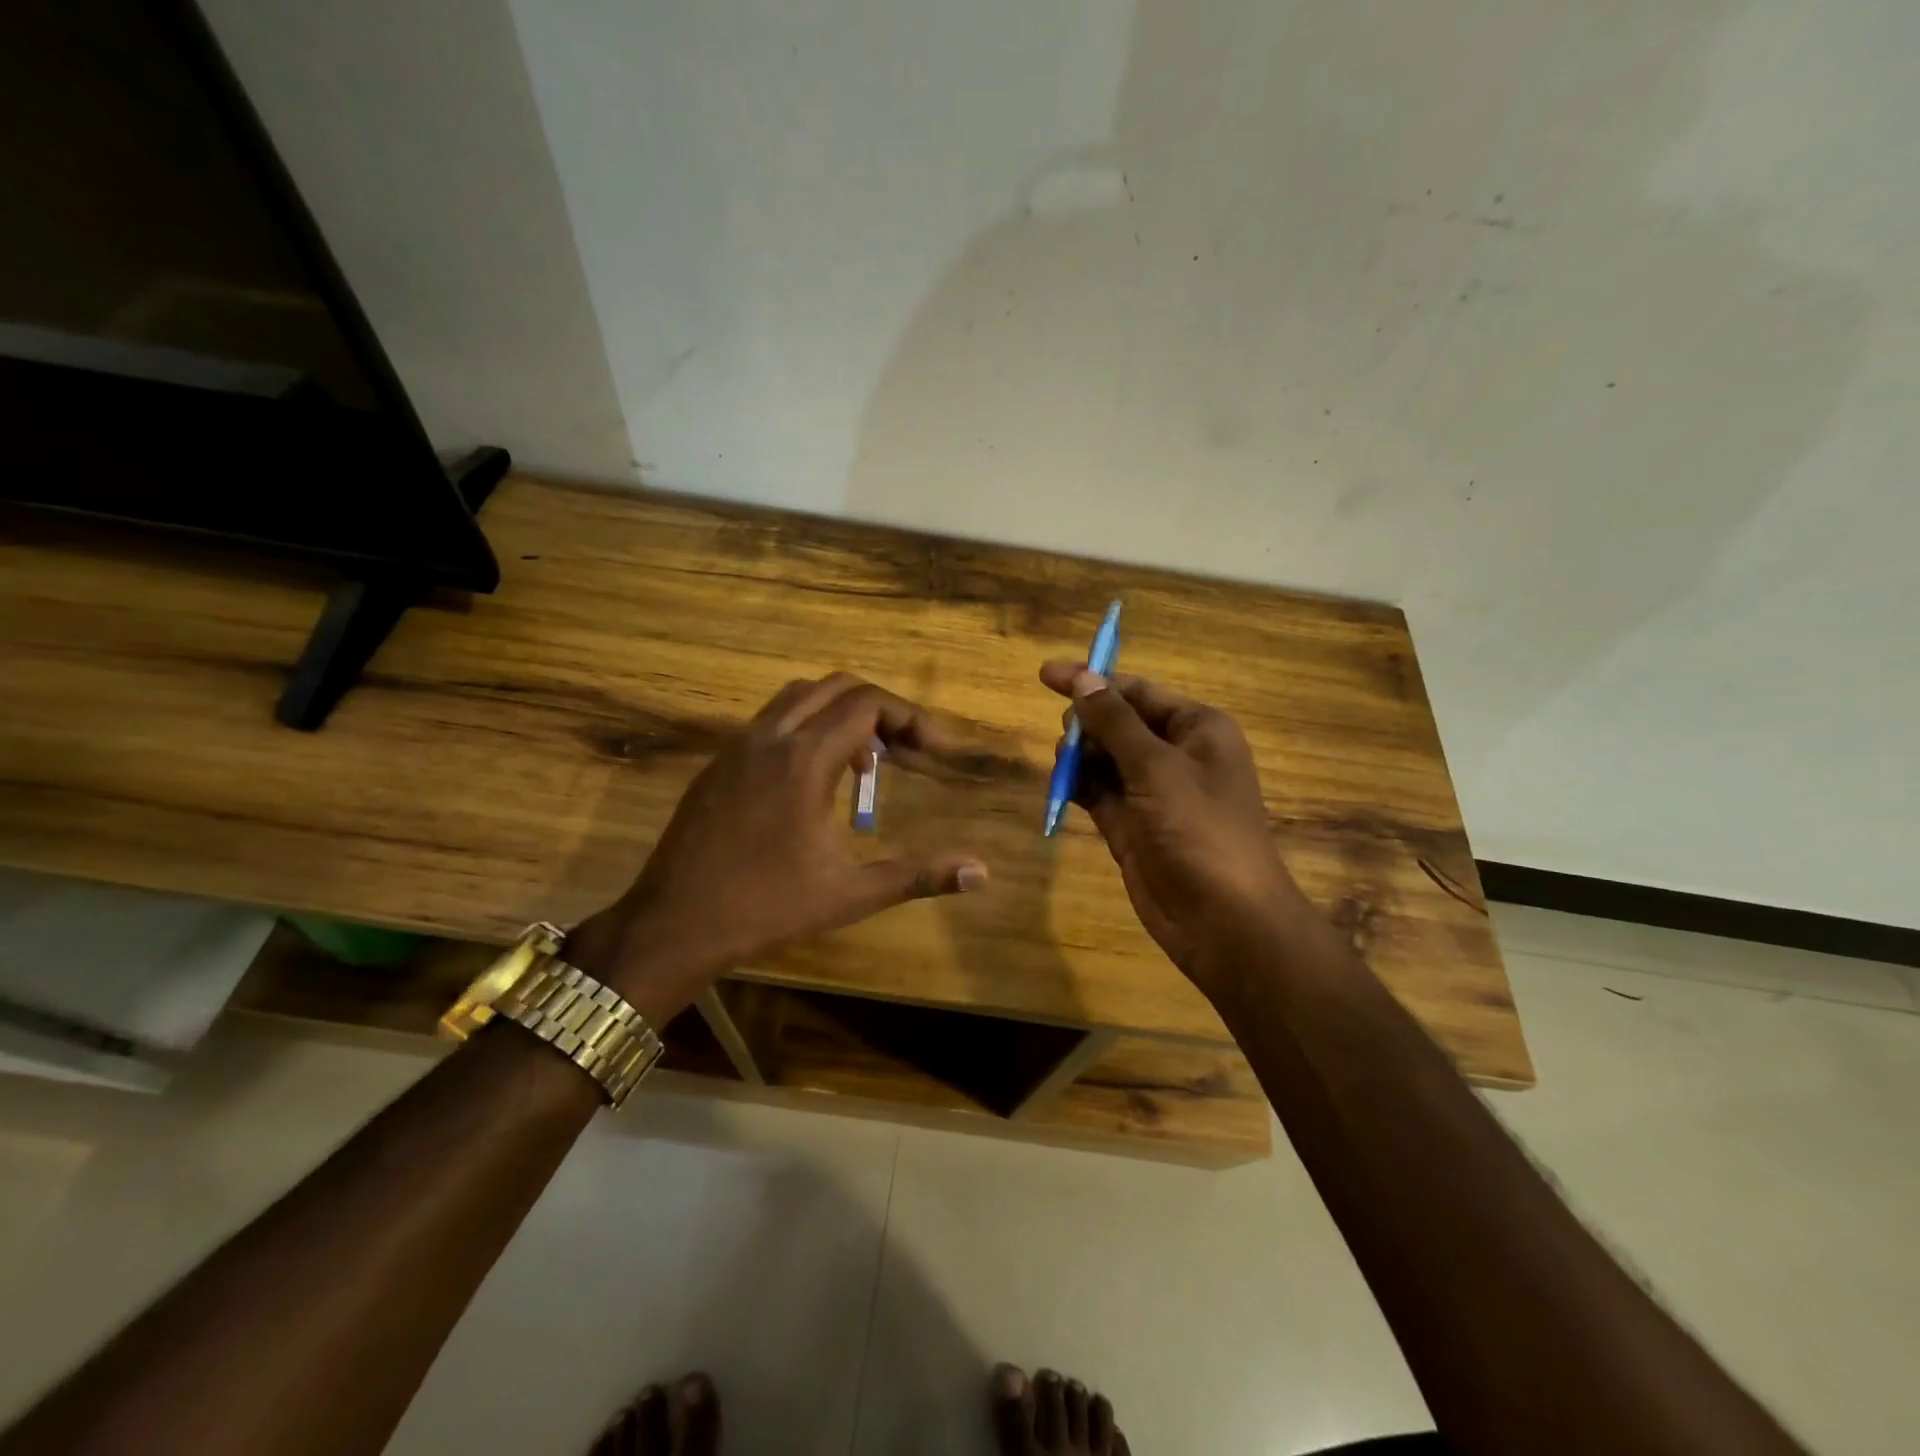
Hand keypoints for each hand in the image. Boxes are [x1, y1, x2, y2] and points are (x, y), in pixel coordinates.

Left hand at [569, 674, 987, 1021]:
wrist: (672, 925)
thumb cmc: (765, 908)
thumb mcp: (850, 894)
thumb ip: (918, 875)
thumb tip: (982, 872)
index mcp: (805, 759)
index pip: (867, 704)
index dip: (910, 718)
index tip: (935, 749)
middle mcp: (770, 737)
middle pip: (837, 687)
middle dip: (880, 710)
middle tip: (907, 751)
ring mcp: (737, 746)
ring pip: (798, 696)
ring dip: (840, 713)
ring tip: (865, 762)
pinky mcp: (718, 763)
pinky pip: (771, 719)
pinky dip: (806, 726)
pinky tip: (814, 778)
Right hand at [1040, 662, 1304, 992]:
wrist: (1223, 920)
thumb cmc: (1199, 830)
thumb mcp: (1156, 767)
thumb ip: (1114, 722)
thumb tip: (1082, 677)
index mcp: (1197, 729)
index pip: (1138, 692)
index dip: (1093, 681)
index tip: (1046, 675)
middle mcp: (1175, 755)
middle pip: (1119, 723)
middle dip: (1087, 724)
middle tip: (1065, 737)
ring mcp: (1152, 793)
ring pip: (1105, 759)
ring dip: (1080, 756)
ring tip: (1063, 764)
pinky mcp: (1132, 825)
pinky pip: (1099, 793)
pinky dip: (1079, 786)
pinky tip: (1061, 785)